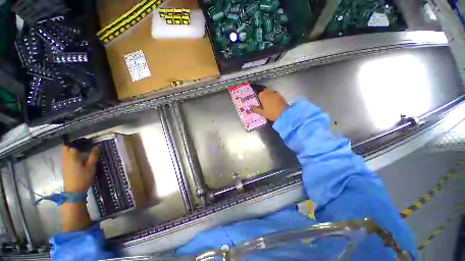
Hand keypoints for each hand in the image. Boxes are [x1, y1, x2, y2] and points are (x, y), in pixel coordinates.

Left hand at [61, 145, 99, 192]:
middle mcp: (66, 157)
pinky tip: (78, 157)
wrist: (74, 191)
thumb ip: (93, 155)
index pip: (76, 144)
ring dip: (72, 148)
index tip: (91, 141)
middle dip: (75, 144)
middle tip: (85, 145)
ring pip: (65, 151)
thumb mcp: (91, 166)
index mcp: (72, 155)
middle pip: (67, 146)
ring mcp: (64, 162)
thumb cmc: (83, 177)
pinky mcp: (64, 166)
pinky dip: (71, 153)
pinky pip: (66, 156)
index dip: (83, 141)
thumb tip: (97, 146)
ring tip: (83, 150)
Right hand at [251, 88, 288, 120]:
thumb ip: (255, 109)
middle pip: (264, 91)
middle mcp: (269, 92)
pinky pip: (274, 94)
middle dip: (263, 94)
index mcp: (263, 96)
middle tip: (262, 101)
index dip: (258, 97)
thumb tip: (250, 107)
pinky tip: (272, 102)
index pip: (258, 94)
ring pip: (270, 92)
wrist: (284, 114)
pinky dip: (272, 96)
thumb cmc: (271, 113)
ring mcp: (275, 93)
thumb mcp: (262, 113)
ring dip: (268, 95)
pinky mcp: (280, 96)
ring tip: (267, 101)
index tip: (258, 101)